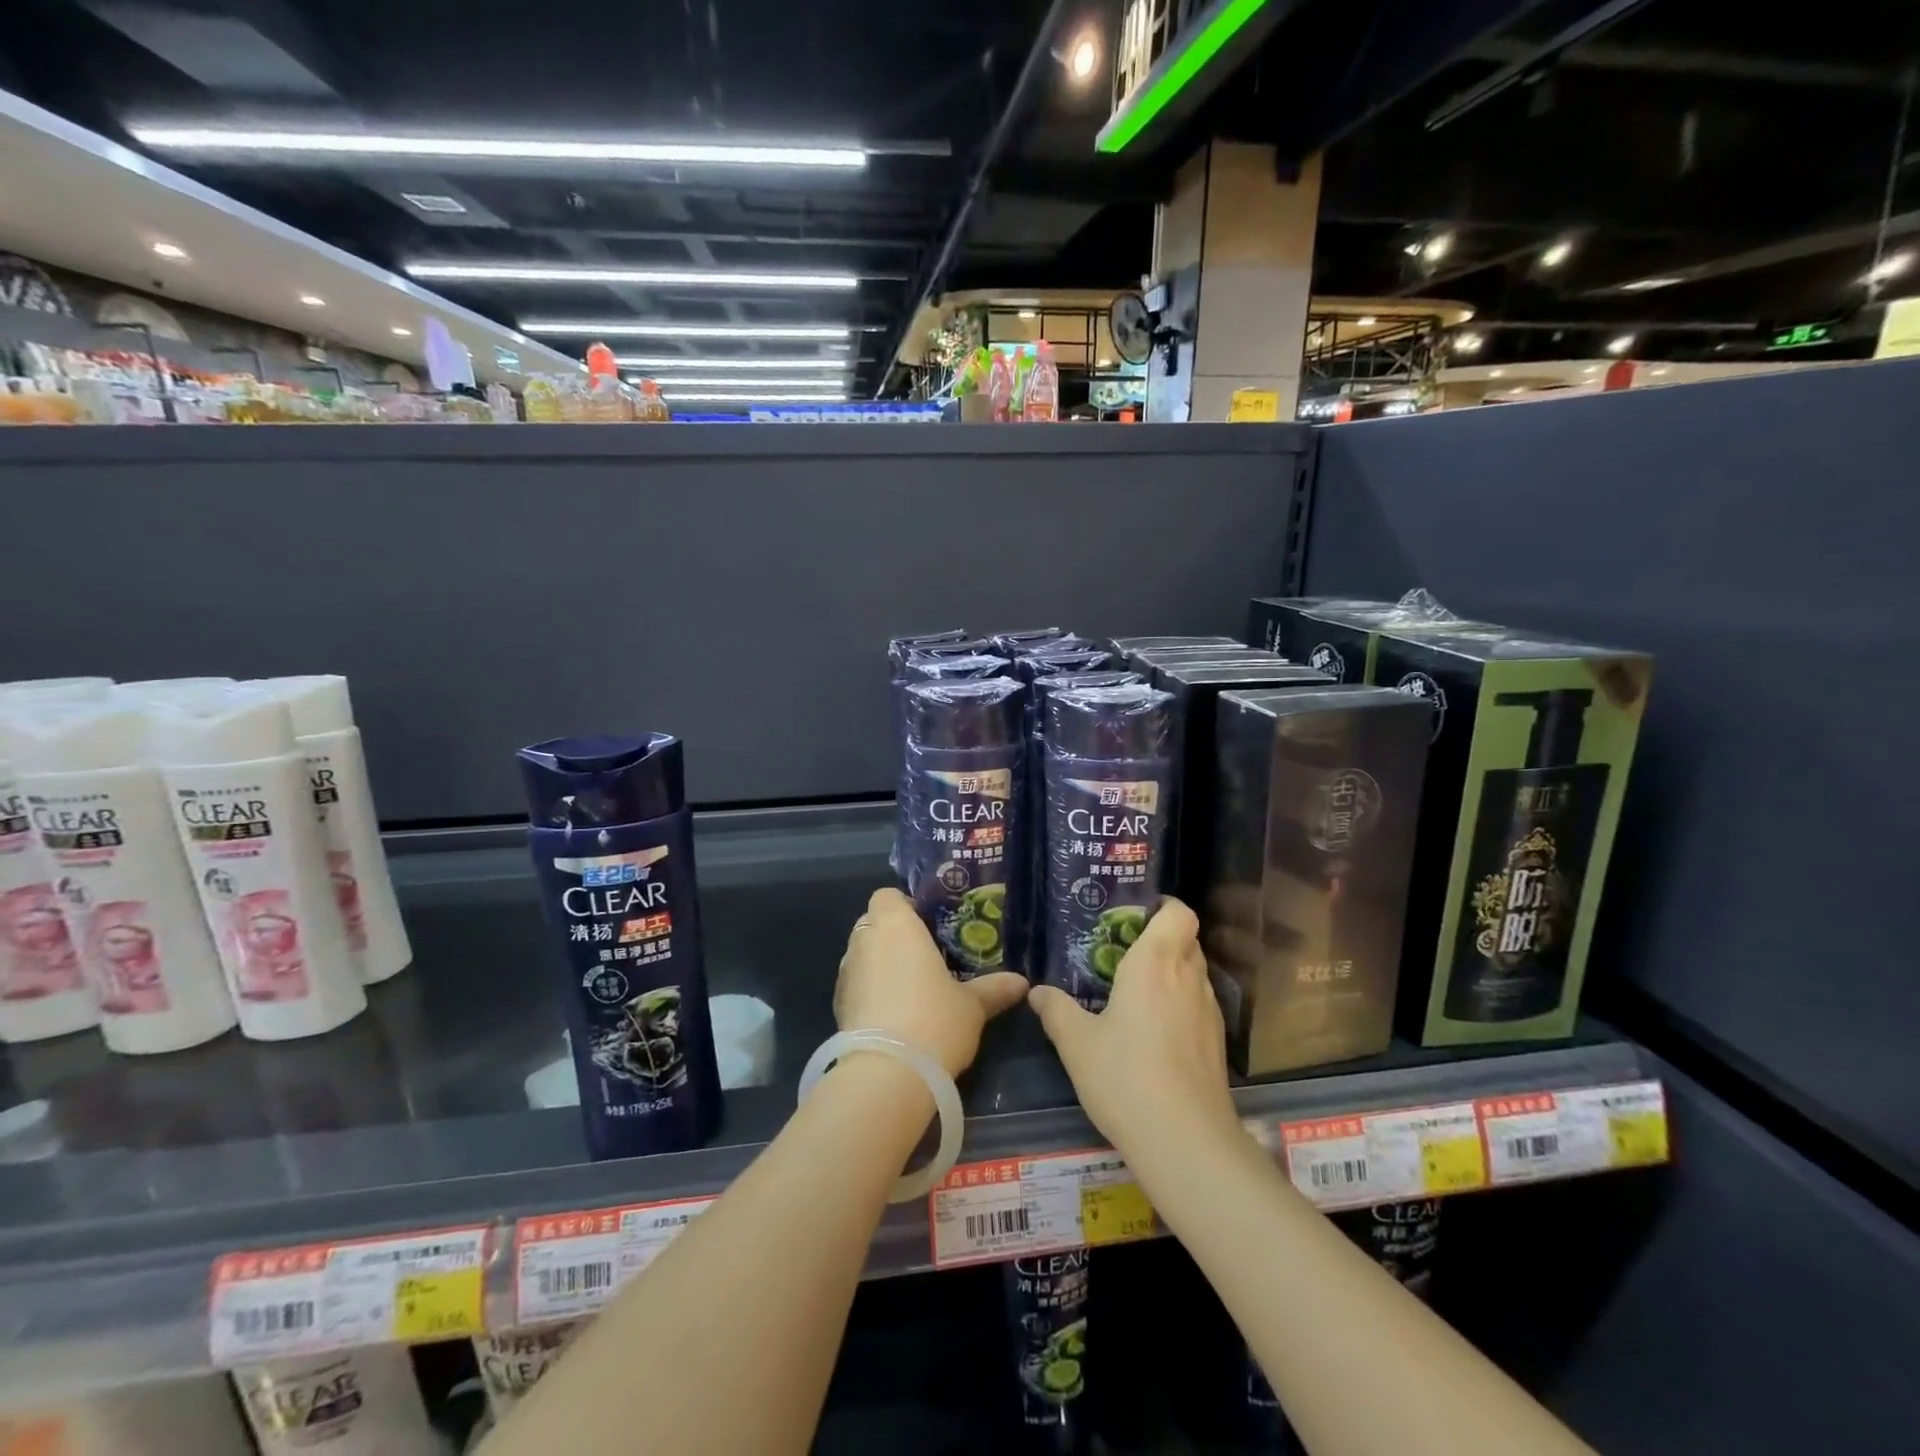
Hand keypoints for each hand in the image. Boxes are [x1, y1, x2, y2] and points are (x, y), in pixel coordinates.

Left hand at [835, 888, 1027, 1077]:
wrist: (887, 1074)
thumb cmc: (935, 1020)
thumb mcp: (972, 1006)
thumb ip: (994, 989)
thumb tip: (1022, 983)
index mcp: (896, 926)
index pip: (887, 896)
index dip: (905, 907)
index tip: (928, 927)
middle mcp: (865, 941)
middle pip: (873, 923)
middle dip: (893, 935)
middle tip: (923, 957)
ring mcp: (846, 973)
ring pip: (862, 954)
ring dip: (879, 963)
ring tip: (909, 989)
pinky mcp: (837, 1005)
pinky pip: (855, 984)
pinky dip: (869, 991)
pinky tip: (892, 1015)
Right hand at [1028, 897, 1240, 1162]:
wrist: (1186, 1143)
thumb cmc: (1125, 1077)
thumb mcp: (1077, 1044)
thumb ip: (1056, 1010)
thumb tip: (1036, 991)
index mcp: (1156, 964)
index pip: (1179, 914)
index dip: (1164, 907)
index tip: (1136, 914)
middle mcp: (1188, 979)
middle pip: (1187, 941)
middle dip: (1161, 939)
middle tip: (1125, 951)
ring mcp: (1209, 1013)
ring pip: (1195, 974)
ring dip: (1172, 972)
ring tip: (1136, 990)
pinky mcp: (1216, 1044)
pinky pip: (1199, 1005)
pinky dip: (1180, 1004)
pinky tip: (1154, 1030)